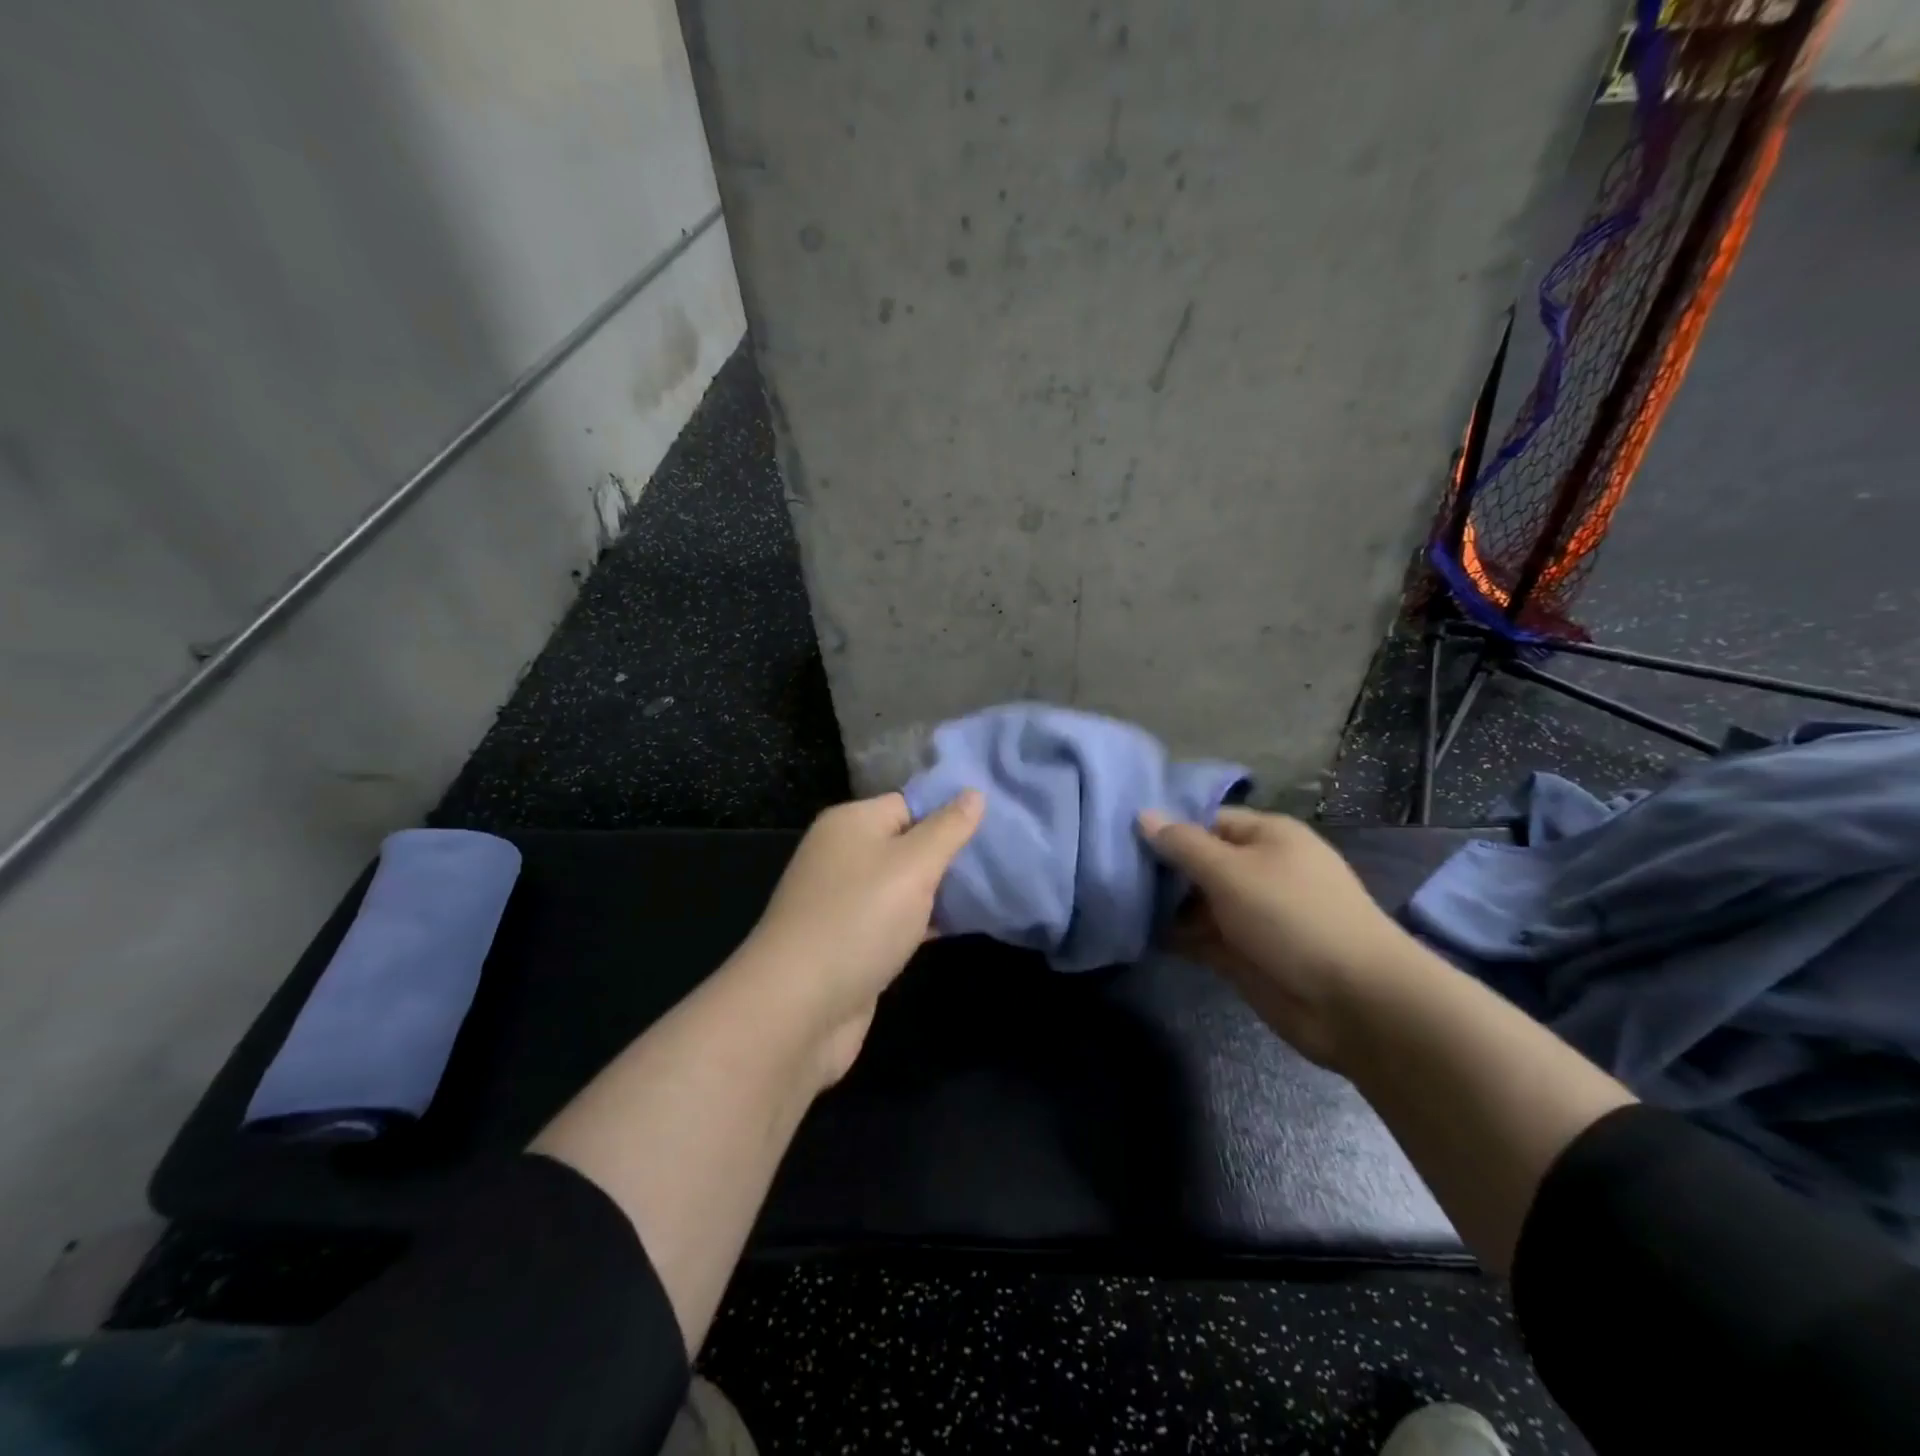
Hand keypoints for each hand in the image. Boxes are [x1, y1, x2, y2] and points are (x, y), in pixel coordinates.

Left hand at [737, 790, 983, 1082]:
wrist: (799, 1007)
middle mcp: (844, 855)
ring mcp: (846, 901)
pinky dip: (926, 921)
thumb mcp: (913, 865)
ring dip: (943, 889)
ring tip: (996, 887)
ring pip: (905, 884)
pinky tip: (965, 924)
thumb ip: (947, 828)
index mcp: (851, 823)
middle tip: (1002, 857)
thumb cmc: (859, 920)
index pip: (910, 802)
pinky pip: (898, 919)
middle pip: (908, 842)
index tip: (996, 822)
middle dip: (951, 852)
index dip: (950, 811)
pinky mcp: (853, 942)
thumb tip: (974, 792)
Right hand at [1139, 807, 1414, 1067]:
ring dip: (1162, 905)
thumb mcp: (1231, 871)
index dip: (1167, 826)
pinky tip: (1134, 933)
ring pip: (1196, 902)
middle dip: (1159, 868)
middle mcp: (1258, 870)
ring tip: (1112, 901)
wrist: (1355, 1002)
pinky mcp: (1244, 954)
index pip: (1206, 820)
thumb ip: (1183, 845)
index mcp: (1266, 837)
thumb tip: (1143, 815)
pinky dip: (1174, 936)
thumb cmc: (1293, 917)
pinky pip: (1200, 937)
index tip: (1120, 834)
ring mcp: (1251, 914)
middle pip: (1198, 861)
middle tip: (1108, 870)